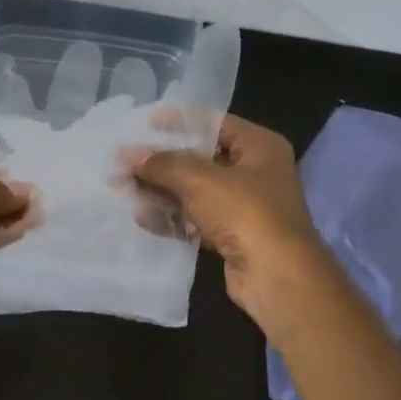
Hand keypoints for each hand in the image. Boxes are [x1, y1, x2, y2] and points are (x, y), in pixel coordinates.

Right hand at [128, 115, 330, 326]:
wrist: (277, 277)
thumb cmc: (246, 213)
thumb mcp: (201, 180)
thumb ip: (163, 164)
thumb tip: (127, 153)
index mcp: (260, 147)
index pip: (214, 123)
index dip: (178, 122)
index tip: (142, 124)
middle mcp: (255, 172)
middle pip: (201, 159)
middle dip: (162, 162)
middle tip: (124, 161)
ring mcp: (244, 207)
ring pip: (195, 191)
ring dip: (161, 191)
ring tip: (123, 189)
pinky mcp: (232, 236)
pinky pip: (195, 219)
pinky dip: (171, 217)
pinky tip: (141, 217)